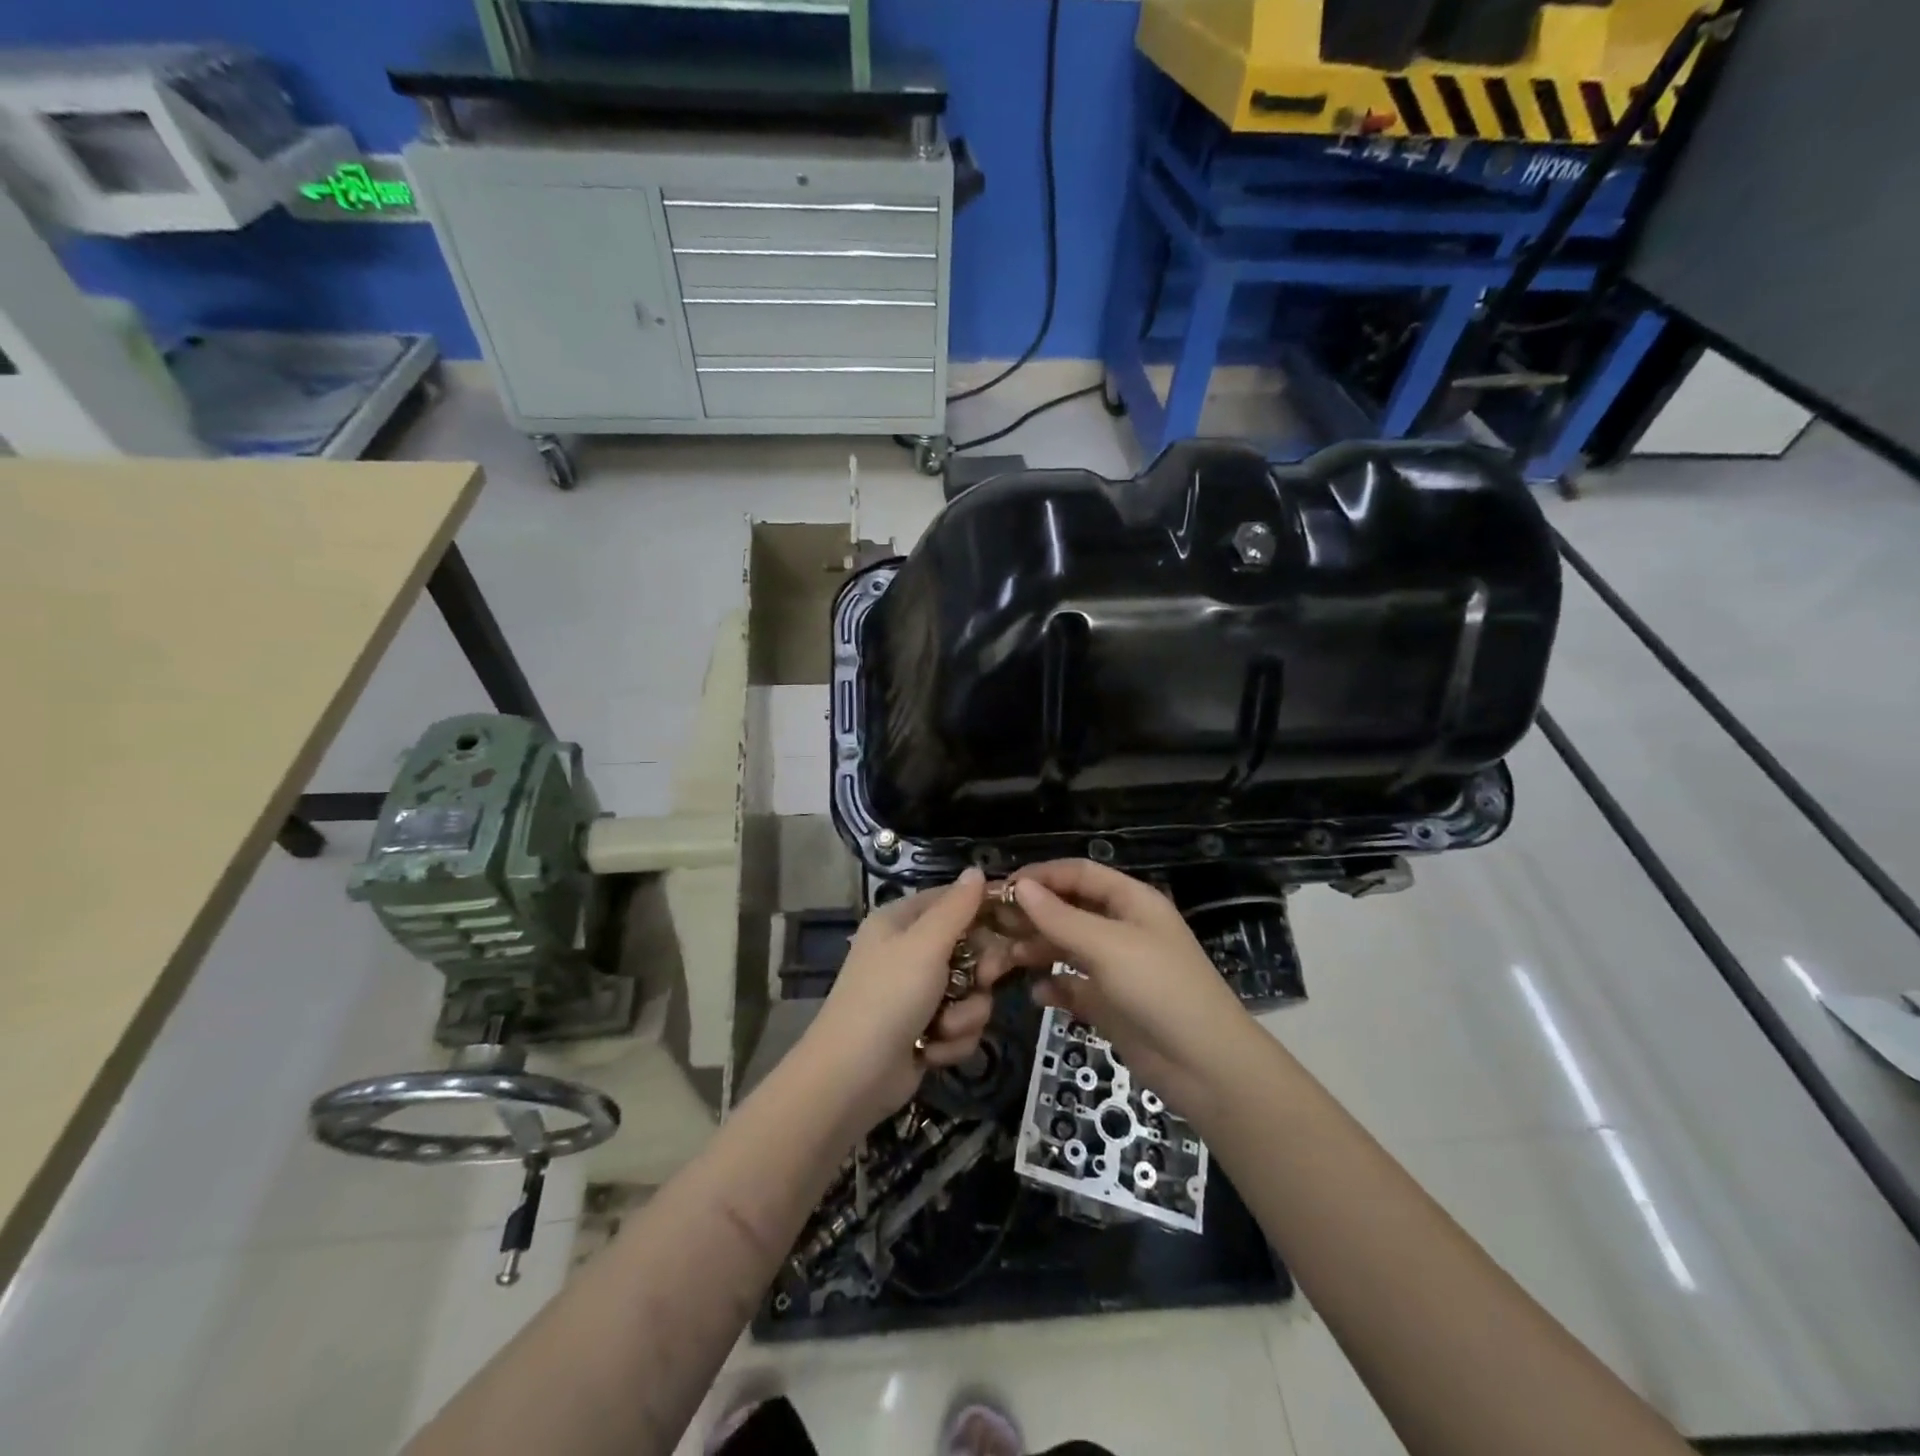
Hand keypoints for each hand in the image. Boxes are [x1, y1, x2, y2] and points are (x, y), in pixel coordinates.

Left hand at [803, 868, 1012, 1130]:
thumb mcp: (925, 945)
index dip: (983, 910)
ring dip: (964, 1015)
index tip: (1014, 924)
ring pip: (972, 993)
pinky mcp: (925, 1032)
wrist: (852, 1078)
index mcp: (901, 922)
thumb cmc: (888, 998)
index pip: (953, 900)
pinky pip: (961, 1026)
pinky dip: (951, 1041)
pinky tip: (931, 1051)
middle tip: (981, 981)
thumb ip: (957, 907)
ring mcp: (917, 995)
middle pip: (970, 950)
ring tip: (942, 1029)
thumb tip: (977, 869)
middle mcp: (909, 953)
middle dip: (978, 974)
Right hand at [1003, 860, 1253, 1120]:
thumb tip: (1020, 887)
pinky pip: (1073, 986)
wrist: (1205, 1066)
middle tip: (992, 925)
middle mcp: (1122, 928)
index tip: (1002, 887)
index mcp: (1130, 901)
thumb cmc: (1159, 989)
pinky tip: (1037, 995)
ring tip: (1005, 959)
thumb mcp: (1108, 946)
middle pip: (1069, 909)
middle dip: (1033, 914)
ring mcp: (1116, 967)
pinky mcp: (1110, 1003)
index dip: (1041, 876)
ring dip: (1037, 950)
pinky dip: (1054, 987)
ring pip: (1067, 947)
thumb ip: (1060, 918)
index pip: (1079, 873)